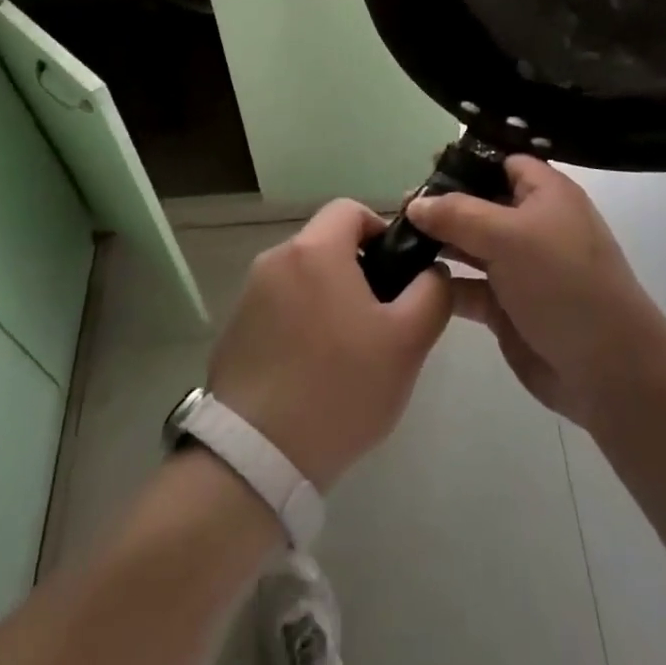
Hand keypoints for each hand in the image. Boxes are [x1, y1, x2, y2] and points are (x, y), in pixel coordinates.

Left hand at [208, 200, 452, 490]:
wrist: (258, 455)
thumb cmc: (341, 388)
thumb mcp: (407, 342)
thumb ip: (432, 293)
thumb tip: (431, 271)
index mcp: (314, 250)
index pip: (350, 209)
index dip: (380, 230)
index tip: (396, 273)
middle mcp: (274, 260)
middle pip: (325, 244)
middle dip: (357, 271)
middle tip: (380, 321)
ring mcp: (248, 295)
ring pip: (302, 278)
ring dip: (327, 299)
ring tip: (347, 353)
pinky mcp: (233, 329)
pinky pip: (277, 308)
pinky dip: (299, 324)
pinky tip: (311, 372)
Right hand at [406, 158, 665, 427]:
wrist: (608, 370)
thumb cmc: (564, 284)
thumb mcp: (510, 236)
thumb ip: (457, 215)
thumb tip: (415, 202)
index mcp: (546, 195)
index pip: (503, 162)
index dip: (467, 161)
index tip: (425, 165)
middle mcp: (533, 225)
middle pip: (480, 202)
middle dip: (443, 204)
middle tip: (398, 206)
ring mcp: (520, 268)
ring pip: (470, 244)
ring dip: (438, 243)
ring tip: (396, 239)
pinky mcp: (507, 306)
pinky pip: (468, 285)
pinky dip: (444, 282)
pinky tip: (413, 280)